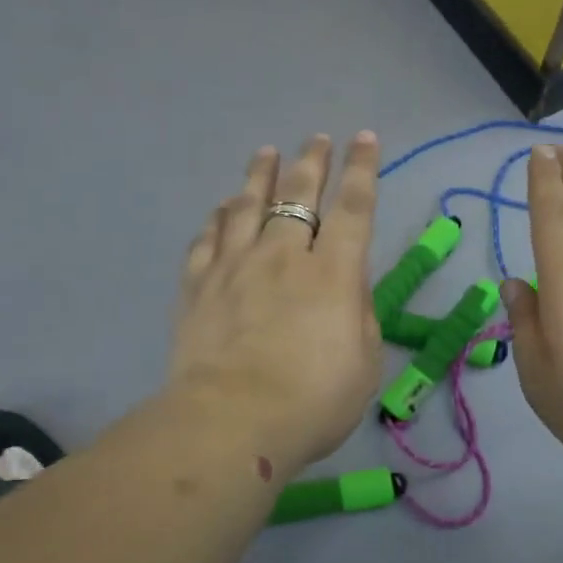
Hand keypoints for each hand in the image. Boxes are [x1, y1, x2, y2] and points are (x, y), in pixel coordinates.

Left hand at [168, 133, 382, 476]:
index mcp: (332, 274)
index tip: (365, 138)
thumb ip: (360, 318)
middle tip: (316, 138)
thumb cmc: (312, 402)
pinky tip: (221, 208)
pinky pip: (207, 239)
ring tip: (266, 153)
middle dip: (311, 162)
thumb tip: (348, 289)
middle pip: (298, 196)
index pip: (354, 208)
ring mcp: (235, 267)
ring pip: (248, 206)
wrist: (231, 423)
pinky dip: (217, 218)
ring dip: (260, 176)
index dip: (362, 170)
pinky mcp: (198, 287)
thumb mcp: (363, 365)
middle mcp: (283, 257)